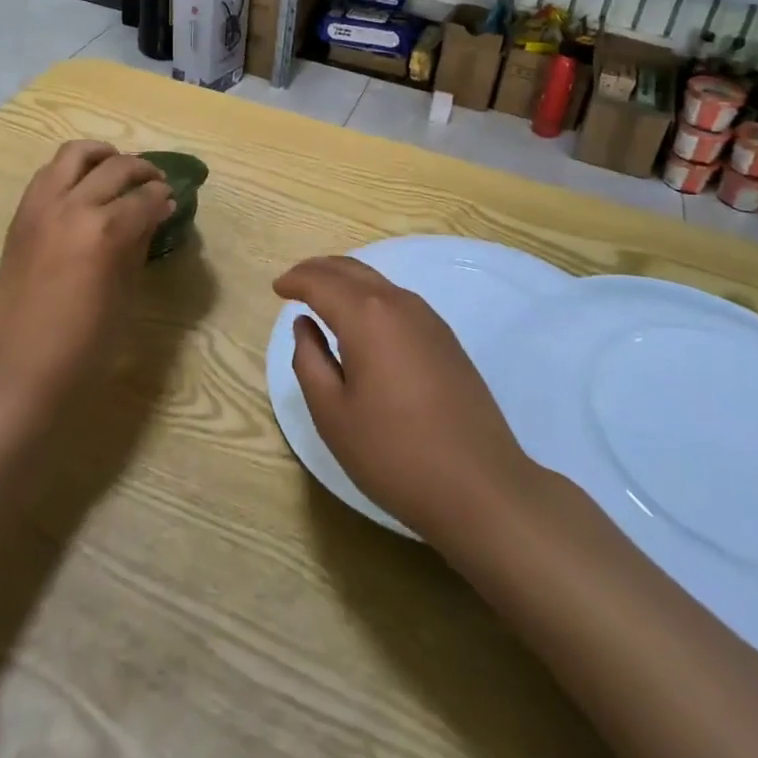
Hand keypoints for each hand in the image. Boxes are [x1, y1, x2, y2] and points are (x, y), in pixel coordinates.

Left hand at [0, 141, 174, 410]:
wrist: (24, 366)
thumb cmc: (87, 341)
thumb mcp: (127, 291)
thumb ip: (140, 241)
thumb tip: (156, 211)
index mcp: (105, 231)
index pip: (144, 197)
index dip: (163, 196)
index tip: (171, 199)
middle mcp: (73, 207)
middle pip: (115, 167)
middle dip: (142, 170)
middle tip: (154, 182)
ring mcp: (42, 207)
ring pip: (75, 154)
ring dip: (102, 156)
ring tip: (117, 168)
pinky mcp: (21, 214)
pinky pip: (48, 173)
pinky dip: (71, 170)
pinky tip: (84, 187)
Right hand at [275, 256, 536, 548]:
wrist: (481, 487)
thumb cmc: (394, 454)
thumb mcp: (333, 414)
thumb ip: (309, 361)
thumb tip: (305, 325)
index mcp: (366, 315)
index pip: (321, 282)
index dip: (295, 281)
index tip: (277, 288)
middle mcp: (398, 303)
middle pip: (350, 270)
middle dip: (318, 270)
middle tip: (294, 282)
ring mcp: (428, 318)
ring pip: (376, 282)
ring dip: (345, 280)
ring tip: (323, 296)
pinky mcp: (446, 338)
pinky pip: (396, 299)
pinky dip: (370, 296)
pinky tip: (362, 320)